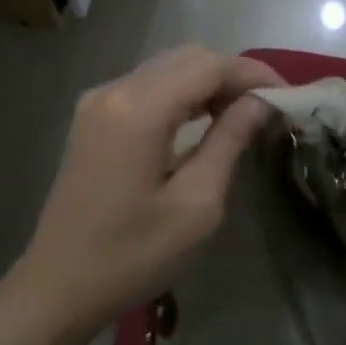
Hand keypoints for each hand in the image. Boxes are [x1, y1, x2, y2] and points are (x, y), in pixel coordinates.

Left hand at [14, 46, 284, 333]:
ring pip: (168, 67)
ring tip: (242, 115)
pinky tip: (202, 121)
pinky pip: (148, 85)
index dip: (254, 73)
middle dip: (233, 75)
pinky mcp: (93, 117)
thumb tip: (261, 101)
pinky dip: (183, 92)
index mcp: (139, 110)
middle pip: (189, 57)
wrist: (58, 287)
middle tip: (266, 108)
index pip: (210, 66)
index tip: (288, 95)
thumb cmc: (133, 255)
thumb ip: (230, 141)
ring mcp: (98, 101)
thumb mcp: (197, 204)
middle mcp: (114, 90)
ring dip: (209, 82)